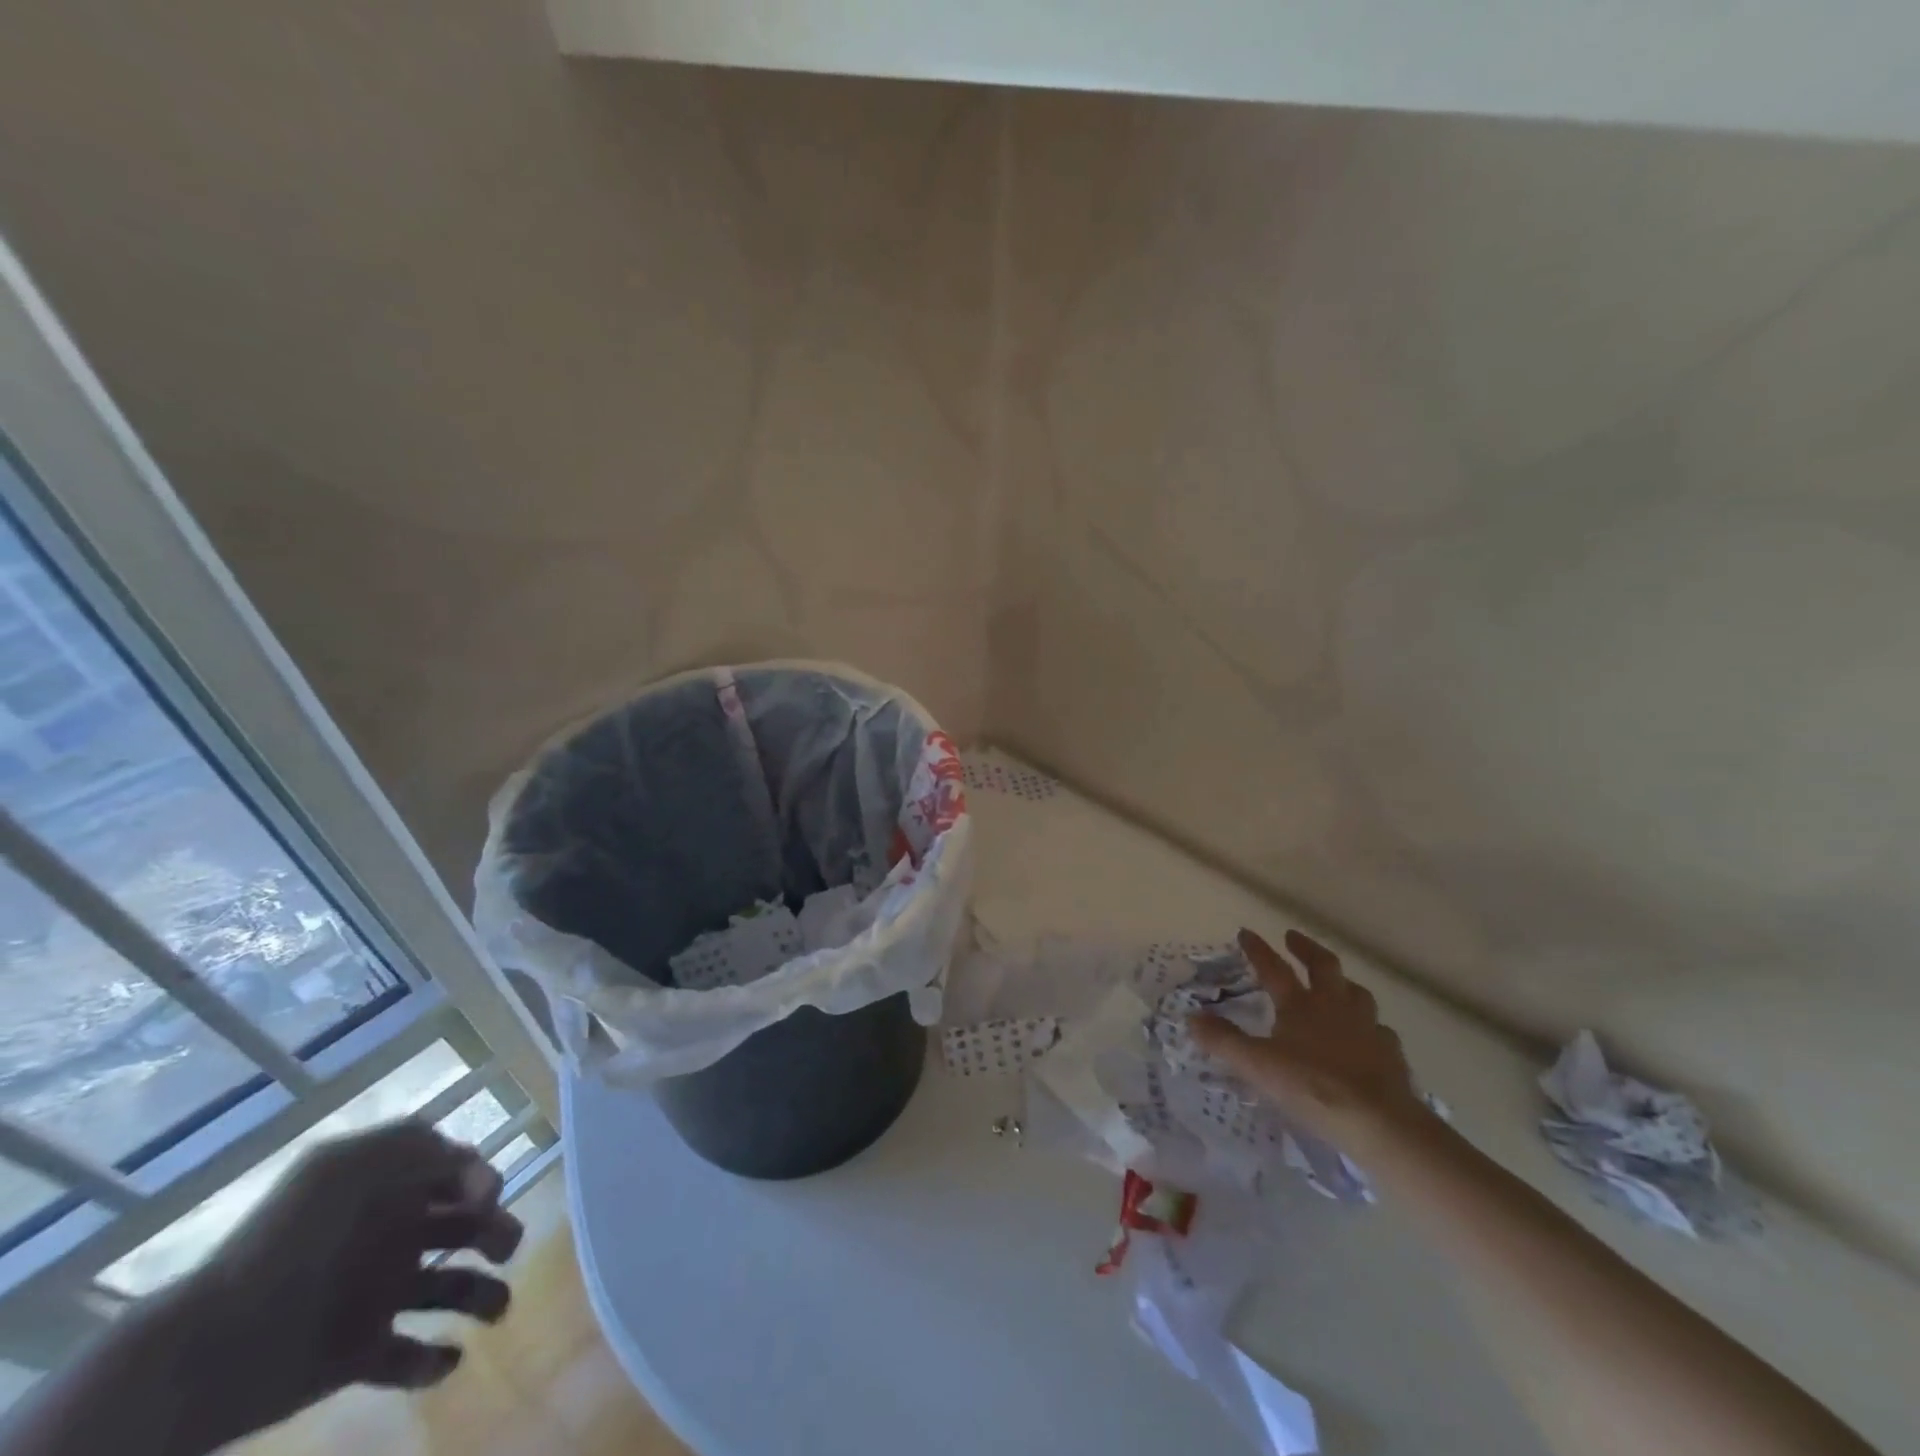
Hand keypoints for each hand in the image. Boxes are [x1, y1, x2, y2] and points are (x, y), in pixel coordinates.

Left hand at [164, 1121, 524, 1447]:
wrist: (205, 1353)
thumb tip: (462, 1155)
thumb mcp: (344, 1167)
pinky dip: (436, 1360)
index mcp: (385, 1192)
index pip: (454, 1171)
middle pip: (462, 1225)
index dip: (481, 1178)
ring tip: (496, 1311)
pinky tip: (447, 1358)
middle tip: (505, 1249)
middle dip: (496, 1230)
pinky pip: (409, 1355)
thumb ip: (412, 1145)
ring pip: (450, 1287)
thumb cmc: (286, 1245)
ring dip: (484, 1295)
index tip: (485, 1200)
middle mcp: (387, 1237)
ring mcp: (373, 1297)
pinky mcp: (358, 1354)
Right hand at [1190, 928, 1430, 1148]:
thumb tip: (1192, 1018)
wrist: (1380, 1122)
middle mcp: (1335, 1006)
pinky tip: (1367, 1036)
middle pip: (1324, 965)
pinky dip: (1370, 1026)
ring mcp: (1367, 1027)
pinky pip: (1380, 1030)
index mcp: (1300, 1005)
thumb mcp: (1257, 1066)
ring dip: (1343, 983)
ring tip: (1336, 983)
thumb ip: (1223, 1040)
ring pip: (1357, 993)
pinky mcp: (1390, 1053)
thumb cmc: (1313, 1087)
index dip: (1258, 950)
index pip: (1274, 968)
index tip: (1246, 932)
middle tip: (1293, 937)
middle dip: (1306, 948)